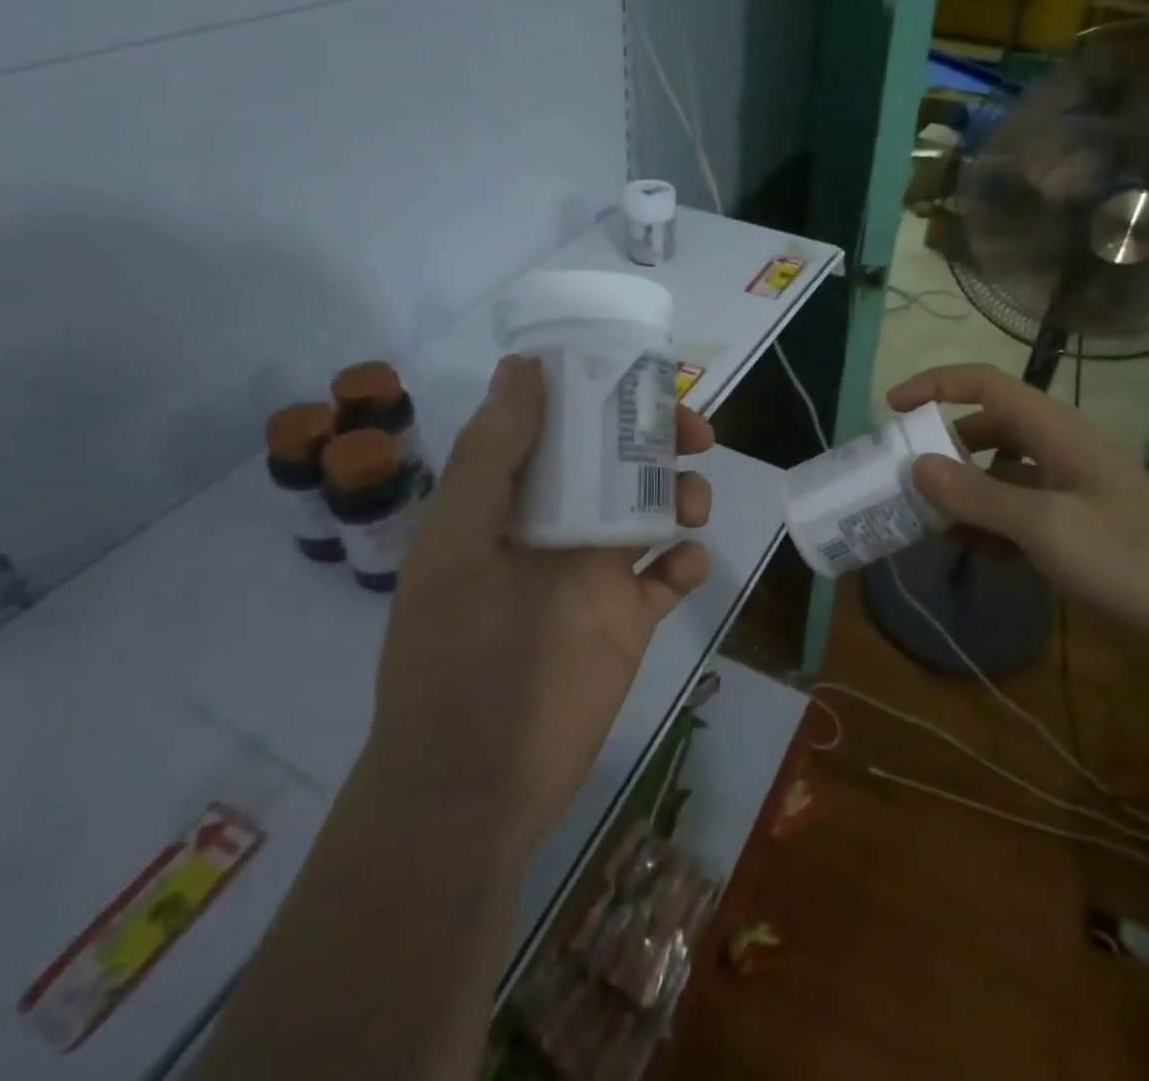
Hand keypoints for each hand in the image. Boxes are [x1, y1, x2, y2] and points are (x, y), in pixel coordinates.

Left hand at [366, 355, 712, 847]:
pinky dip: (687, 563)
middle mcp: (558, 527)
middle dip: (660, 440)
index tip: (640, 376)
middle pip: (620, 462)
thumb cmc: (453, 653)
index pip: (561, 426)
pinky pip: (670, 577)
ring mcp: (596, 574)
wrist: (472, 781)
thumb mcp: (458, 544)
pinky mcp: (629, 619)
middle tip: (694, 435)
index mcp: (514, 500)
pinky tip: (685, 568)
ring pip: (655, 511)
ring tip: (691, 509)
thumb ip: (492, 455)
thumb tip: (522, 366)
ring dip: (683, 494)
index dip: (600, 393)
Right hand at [888, 363, 1148, 654]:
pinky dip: (992, 525)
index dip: (934, 385)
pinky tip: (977, 554)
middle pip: (987, 429)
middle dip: (943, 451)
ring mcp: (1071, 488)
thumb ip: (977, 495)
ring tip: (931, 527)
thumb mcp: (1044, 526)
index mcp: (1054, 430)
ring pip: (1000, 474)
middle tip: (905, 481)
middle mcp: (1059, 449)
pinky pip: (1020, 511)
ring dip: (964, 495)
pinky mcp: (1080, 525)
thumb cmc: (1130, 558)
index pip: (984, 383)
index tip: (891, 408)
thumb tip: (917, 466)